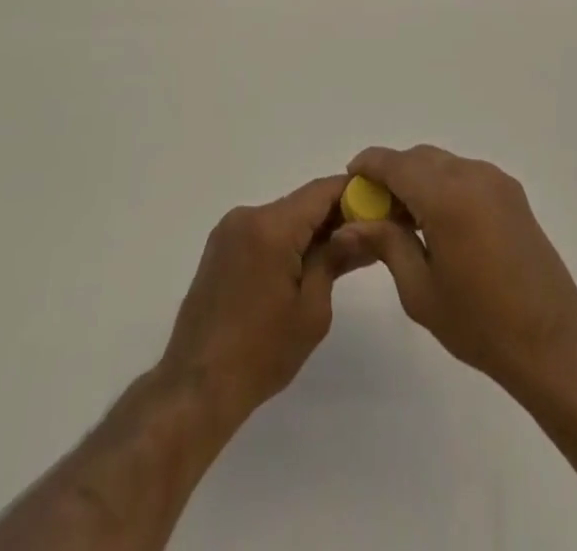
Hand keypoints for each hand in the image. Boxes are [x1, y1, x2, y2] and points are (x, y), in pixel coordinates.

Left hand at [158, 175, 375, 431]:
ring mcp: (229, 230)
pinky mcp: (220, 247)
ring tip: (339, 256)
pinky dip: (286, 241)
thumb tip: (360, 230)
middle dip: (334, 215)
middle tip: (367, 235)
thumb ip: (335, 260)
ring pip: (282, 217)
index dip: (352, 193)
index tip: (379, 203)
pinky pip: (263, 231)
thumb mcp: (312, 310)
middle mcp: (247, 216)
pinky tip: (303, 266)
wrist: (197, 385)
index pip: (320, 191)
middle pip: (301, 203)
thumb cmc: (261, 352)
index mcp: (270, 227)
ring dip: (309, 230)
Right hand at [341, 145, 576, 400]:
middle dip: (392, 174)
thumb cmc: (480, 323)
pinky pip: (465, 174)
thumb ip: (384, 244)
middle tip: (375, 210)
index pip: (394, 163)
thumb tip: (349, 225)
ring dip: (418, 179)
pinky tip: (438, 222)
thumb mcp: (420, 289)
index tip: (350, 181)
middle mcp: (472, 175)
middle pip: (418, 158)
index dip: (368, 166)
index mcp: (446, 196)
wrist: (553, 343)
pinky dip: (443, 185)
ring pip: (442, 163)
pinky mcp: (512, 193)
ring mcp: (496, 181)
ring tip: (406, 220)